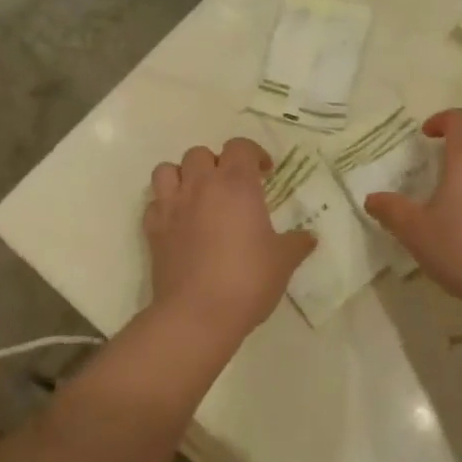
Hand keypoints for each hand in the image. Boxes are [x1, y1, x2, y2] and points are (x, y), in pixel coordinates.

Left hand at [144, 137, 314, 344]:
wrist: (198, 314)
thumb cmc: (248, 280)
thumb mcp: (283, 262)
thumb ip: (297, 244)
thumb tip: (309, 238)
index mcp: (236, 184)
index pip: (240, 146)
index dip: (253, 154)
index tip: (265, 174)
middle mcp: (201, 185)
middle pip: (200, 153)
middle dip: (215, 164)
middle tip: (230, 188)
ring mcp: (172, 206)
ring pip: (167, 170)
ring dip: (182, 177)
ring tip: (197, 196)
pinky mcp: (153, 229)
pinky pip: (154, 203)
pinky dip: (165, 207)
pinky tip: (178, 224)